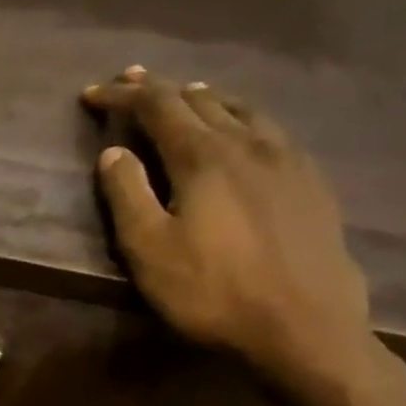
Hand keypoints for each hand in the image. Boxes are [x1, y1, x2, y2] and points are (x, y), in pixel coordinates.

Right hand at [81, 66, 384, 405]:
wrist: (303, 325)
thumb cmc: (212, 292)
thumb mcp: (150, 250)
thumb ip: (127, 195)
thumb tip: (113, 152)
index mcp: (204, 156)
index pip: (158, 107)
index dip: (124, 96)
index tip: (93, 93)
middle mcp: (248, 143)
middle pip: (200, 101)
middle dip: (162, 89)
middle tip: (134, 81)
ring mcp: (288, 159)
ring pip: (242, 110)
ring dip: (207, 99)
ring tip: (190, 97)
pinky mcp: (311, 182)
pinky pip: (271, 131)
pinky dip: (243, 119)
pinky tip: (245, 134)